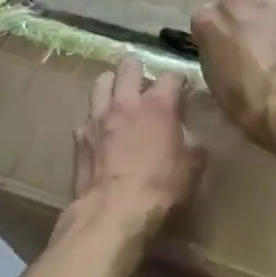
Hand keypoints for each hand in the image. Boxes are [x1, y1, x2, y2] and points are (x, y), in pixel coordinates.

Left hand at [71, 56, 203, 232]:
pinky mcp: (80, 136)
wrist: (114, 210)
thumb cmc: (160, 187)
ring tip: (118, 95)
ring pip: (101, 82)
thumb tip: (196, 143)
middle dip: (138, 68)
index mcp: (159, 105)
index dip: (179, 81)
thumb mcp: (192, 169)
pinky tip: (102, 131)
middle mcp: (126, 102)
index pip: (171, 77)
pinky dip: (96, 119)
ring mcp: (98, 117)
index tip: (183, 89)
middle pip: (129, 66)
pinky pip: (88, 116)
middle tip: (144, 81)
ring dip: (112, 84)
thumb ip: (194, 148)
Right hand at [190, 0, 275, 149]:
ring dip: (272, 15)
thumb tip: (229, 58)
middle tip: (259, 45)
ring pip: (267, 0)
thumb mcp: (216, 83)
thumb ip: (218, 58)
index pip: (208, 22)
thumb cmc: (246, 99)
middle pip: (236, 3)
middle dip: (245, 19)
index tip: (231, 52)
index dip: (221, 37)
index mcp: (205, 21)